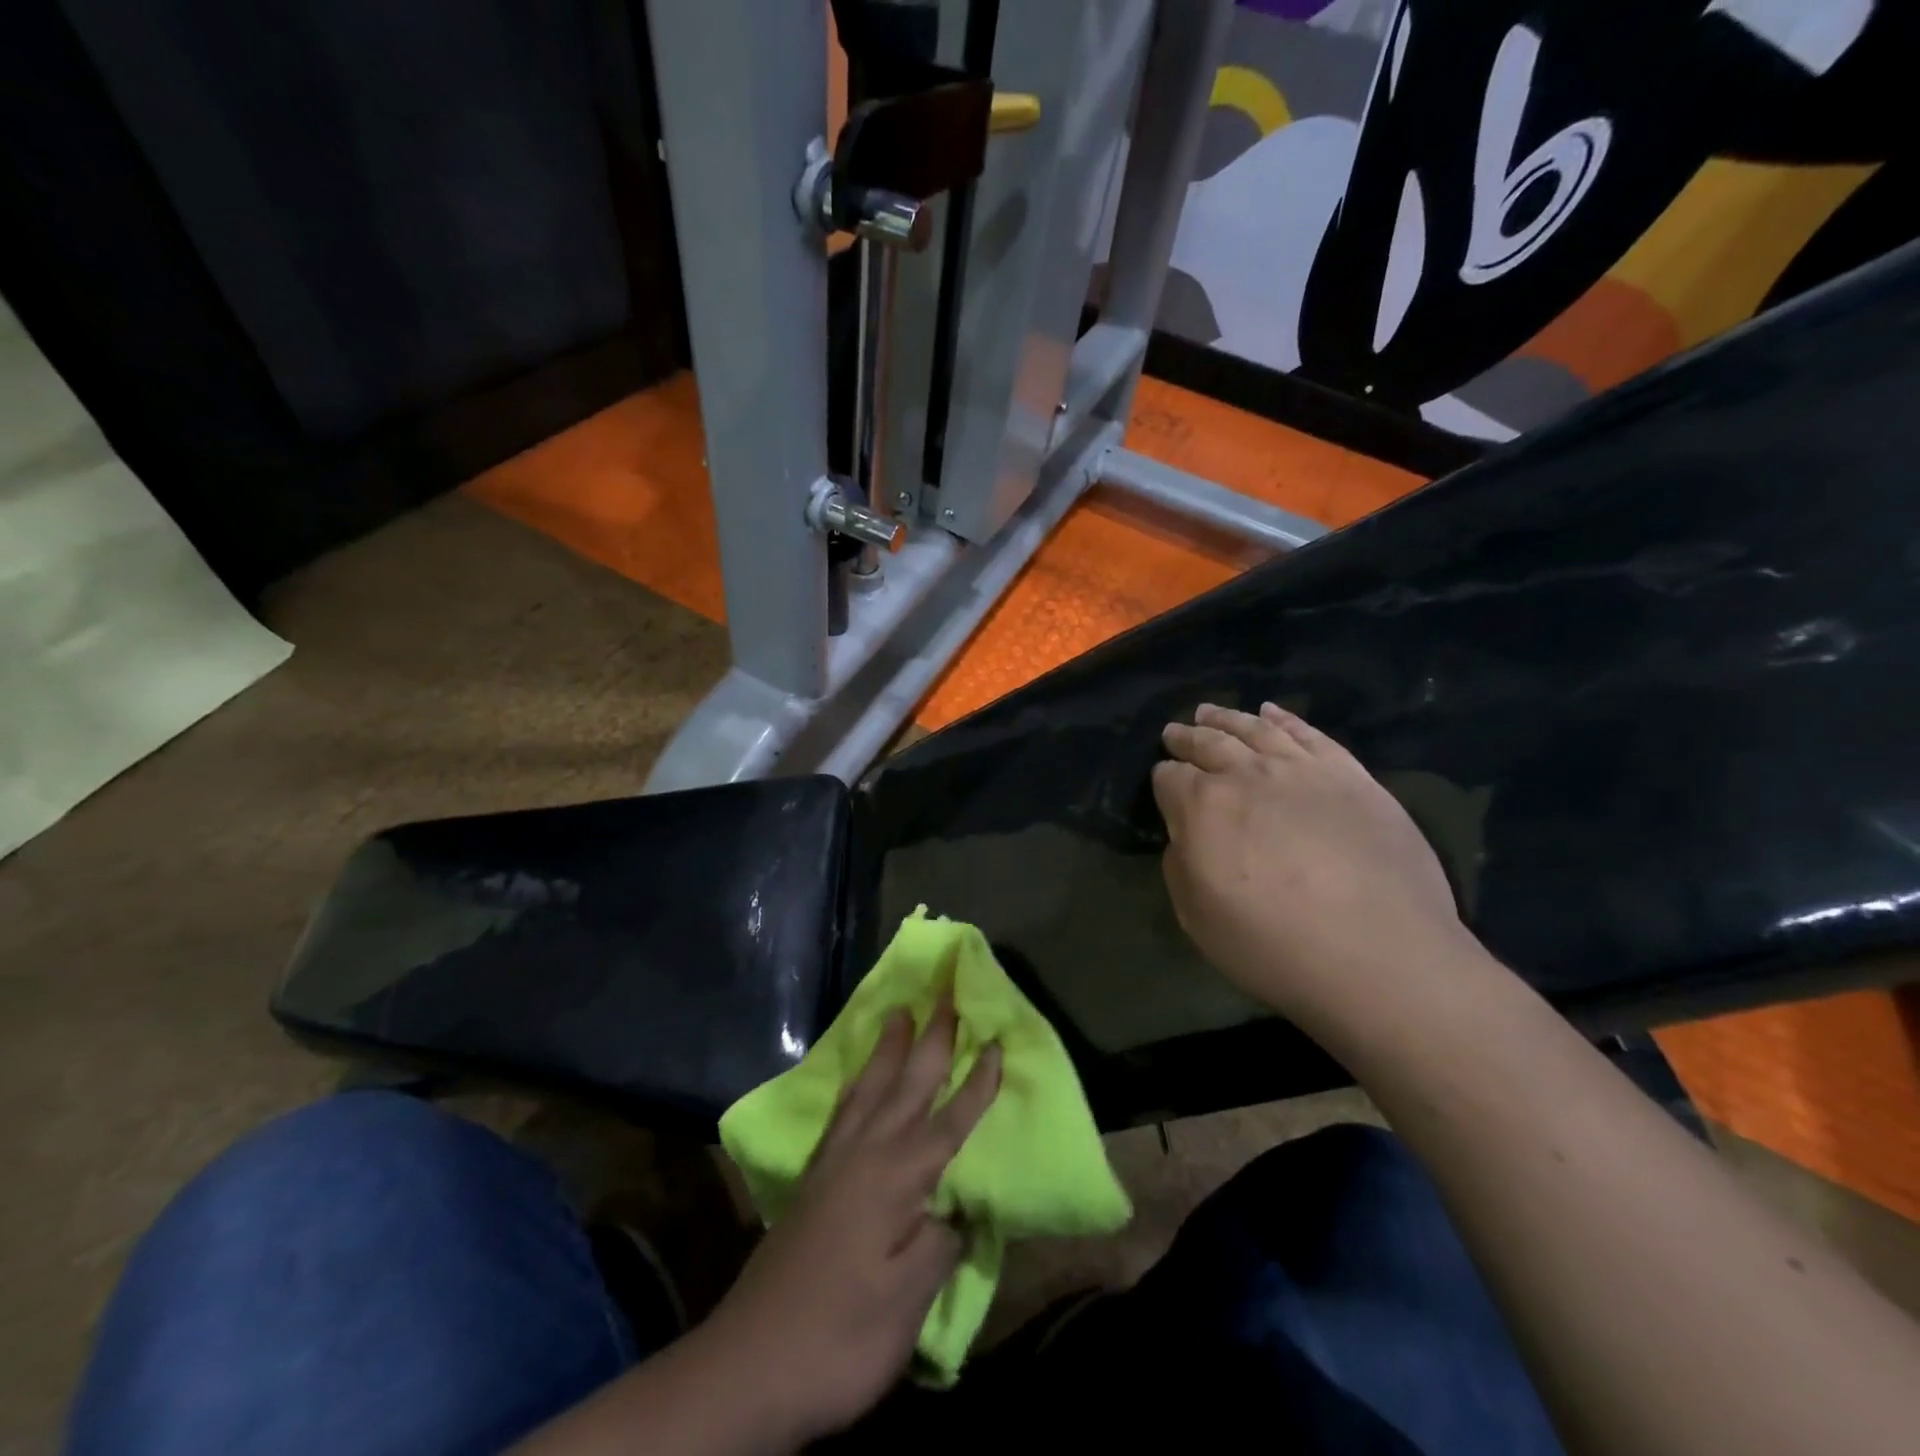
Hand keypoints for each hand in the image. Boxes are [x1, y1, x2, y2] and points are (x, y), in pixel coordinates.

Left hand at [707, 997, 1000, 1442]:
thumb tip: (957, 1207)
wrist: (751, 1363)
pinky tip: (857, 1078)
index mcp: (897, 1177)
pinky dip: (856, 1083)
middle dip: (931, 1038)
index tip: (996, 1042)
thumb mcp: (907, 1301)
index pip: (950, 1120)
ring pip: (870, 1087)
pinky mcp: (813, 1177)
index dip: (977, 1084)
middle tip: (945, 993)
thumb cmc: (841, 1334)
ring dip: (889, 1048)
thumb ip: (940, 1243)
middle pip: (907, 1084)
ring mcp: (834, 1161)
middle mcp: (866, 1153)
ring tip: (899, 1011)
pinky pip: (842, 1110)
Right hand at [1154, 702, 1471, 1025]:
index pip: (1169, 777)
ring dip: (1227, 718)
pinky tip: (1272, 711)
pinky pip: (1309, 734)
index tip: (1164, 783)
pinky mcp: (1349, 775)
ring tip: (1209, 712)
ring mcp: (1302, 769)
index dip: (1163, 779)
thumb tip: (1187, 834)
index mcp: (1202, 806)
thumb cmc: (1273, 945)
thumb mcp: (1197, 917)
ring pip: (1255, 729)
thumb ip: (1181, 865)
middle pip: (1208, 743)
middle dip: (1187, 738)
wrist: (1380, 955)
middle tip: (1175, 732)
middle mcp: (1247, 774)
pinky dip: (1286, 719)